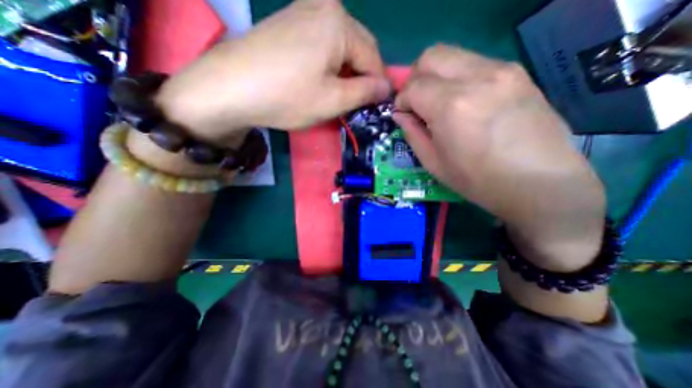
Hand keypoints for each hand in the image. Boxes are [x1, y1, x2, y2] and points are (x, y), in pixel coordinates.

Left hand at [157, 0, 394, 144]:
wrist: (230, 88)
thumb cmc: (288, 96)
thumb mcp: (333, 100)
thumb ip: (365, 93)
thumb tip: (386, 88)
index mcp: (340, 23)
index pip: (373, 58)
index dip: (378, 85)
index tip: (377, 106)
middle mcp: (325, 7)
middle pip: (358, 48)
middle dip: (361, 77)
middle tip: (358, 103)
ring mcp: (303, 11)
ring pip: (340, 47)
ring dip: (346, 72)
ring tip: (339, 94)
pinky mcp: (289, 23)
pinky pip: (322, 45)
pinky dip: (329, 65)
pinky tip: (321, 81)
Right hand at [394, 43, 606, 269]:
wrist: (544, 188)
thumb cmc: (480, 183)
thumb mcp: (435, 165)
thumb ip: (414, 133)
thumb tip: (401, 115)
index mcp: (453, 107)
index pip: (412, 87)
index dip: (400, 101)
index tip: (400, 115)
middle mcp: (476, 81)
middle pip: (431, 58)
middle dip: (415, 79)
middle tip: (415, 105)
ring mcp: (500, 73)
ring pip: (451, 56)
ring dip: (435, 78)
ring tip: (437, 105)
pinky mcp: (515, 76)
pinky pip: (472, 65)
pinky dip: (456, 79)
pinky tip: (460, 104)